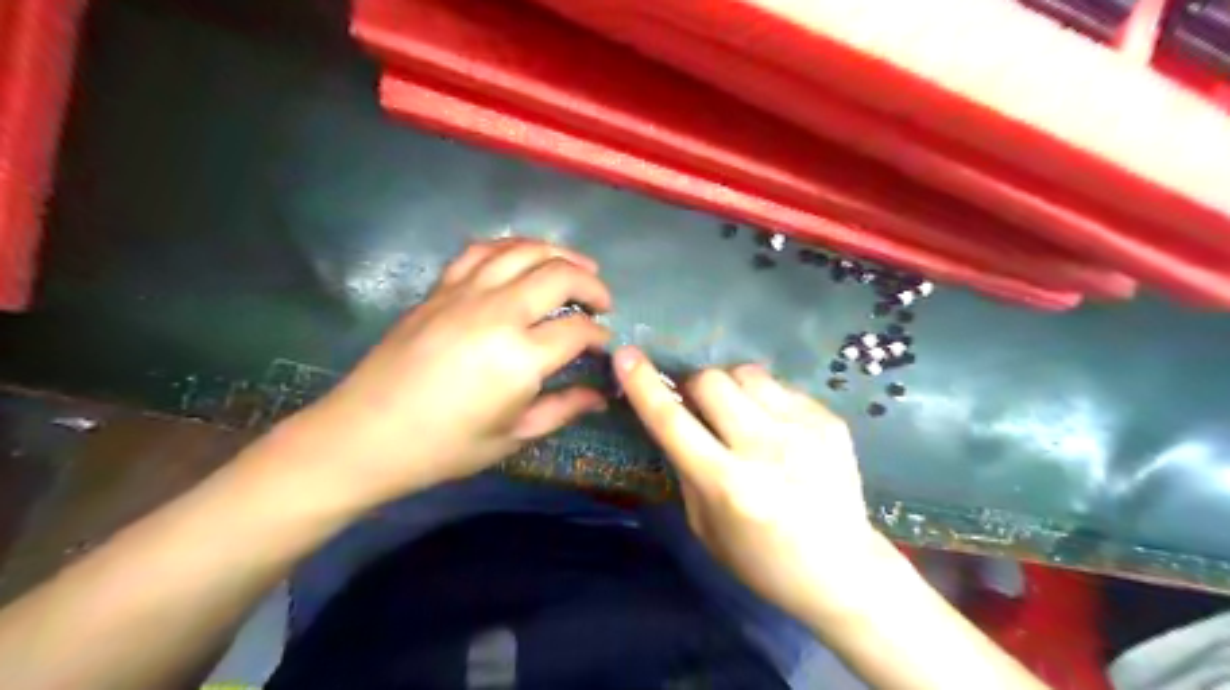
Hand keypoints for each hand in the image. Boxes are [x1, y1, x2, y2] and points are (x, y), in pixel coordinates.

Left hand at [288, 239, 615, 506]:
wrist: (365, 435)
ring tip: (577, 267)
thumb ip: (563, 408)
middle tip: (602, 303)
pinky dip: (511, 247)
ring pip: (524, 251)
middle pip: (558, 276)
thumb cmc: (444, 446)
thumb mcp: (513, 436)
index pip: (577, 331)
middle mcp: (497, 313)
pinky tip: (523, 258)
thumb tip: (601, 395)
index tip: (604, 345)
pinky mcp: (440, 289)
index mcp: (519, 358)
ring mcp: (465, 294)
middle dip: (591, 286)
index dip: (599, 336)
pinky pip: (481, 251)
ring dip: (559, 254)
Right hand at [622, 349, 900, 621]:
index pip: (673, 422)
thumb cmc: (762, 560)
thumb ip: (686, 469)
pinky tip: (777, 430)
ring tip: (741, 415)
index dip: (644, 385)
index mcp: (727, 485)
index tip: (625, 355)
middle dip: (694, 386)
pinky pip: (780, 386)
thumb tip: (675, 421)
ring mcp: (803, 430)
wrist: (844, 570)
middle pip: (711, 380)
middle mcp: (765, 449)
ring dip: (731, 387)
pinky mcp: (829, 421)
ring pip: (747, 373)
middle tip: (701, 408)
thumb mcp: (705, 527)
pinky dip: (765, 400)